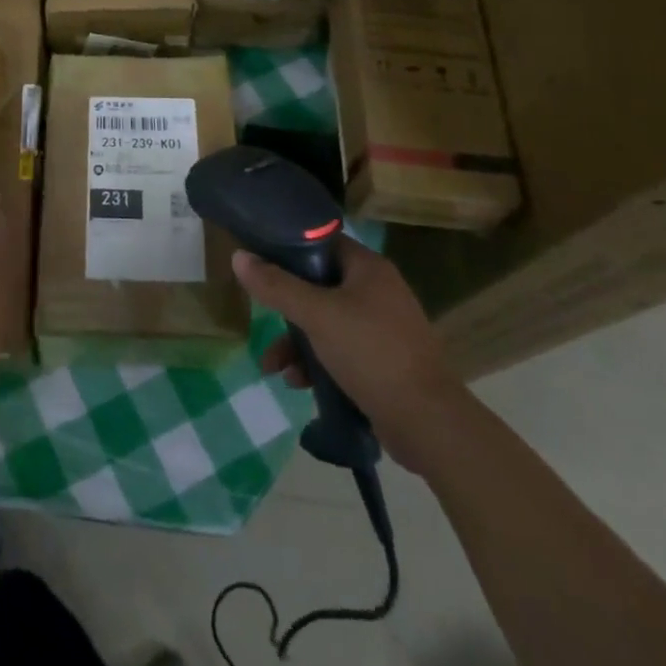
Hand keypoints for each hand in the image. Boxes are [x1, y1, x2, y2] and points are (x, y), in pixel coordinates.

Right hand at [232, 238, 471, 474]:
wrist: (427, 422)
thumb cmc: (371, 353)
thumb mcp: (316, 315)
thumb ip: (276, 286)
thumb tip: (238, 256)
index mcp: (369, 269)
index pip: (323, 243)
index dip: (290, 248)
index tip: (260, 261)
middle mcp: (378, 292)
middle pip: (319, 286)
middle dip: (287, 309)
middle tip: (264, 320)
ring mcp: (382, 328)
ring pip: (326, 323)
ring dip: (297, 343)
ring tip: (274, 368)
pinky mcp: (383, 362)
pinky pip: (340, 351)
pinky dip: (317, 364)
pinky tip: (299, 384)